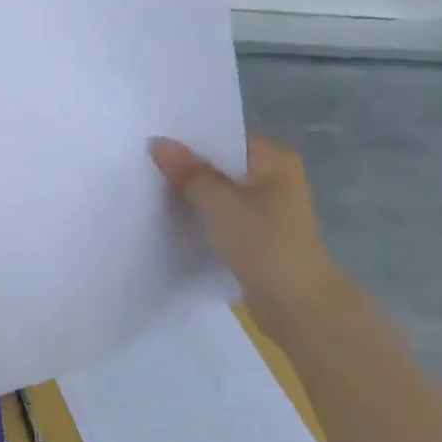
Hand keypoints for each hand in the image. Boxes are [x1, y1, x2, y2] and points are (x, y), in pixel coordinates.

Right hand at [150, 136, 347, 324]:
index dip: (191, 139)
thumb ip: (187, 171)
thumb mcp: (217, 201)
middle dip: (189, 167)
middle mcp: (276, 178)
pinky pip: (224, 215)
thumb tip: (159, 142)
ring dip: (194, 193)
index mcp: (275, 160)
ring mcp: (269, 209)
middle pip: (223, 164)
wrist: (296, 304)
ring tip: (153, 187)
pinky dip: (204, 215)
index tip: (155, 140)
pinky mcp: (259, 235)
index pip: (226, 137)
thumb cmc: (261, 241)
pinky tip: (175, 217)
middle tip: (146, 162)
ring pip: (222, 192)